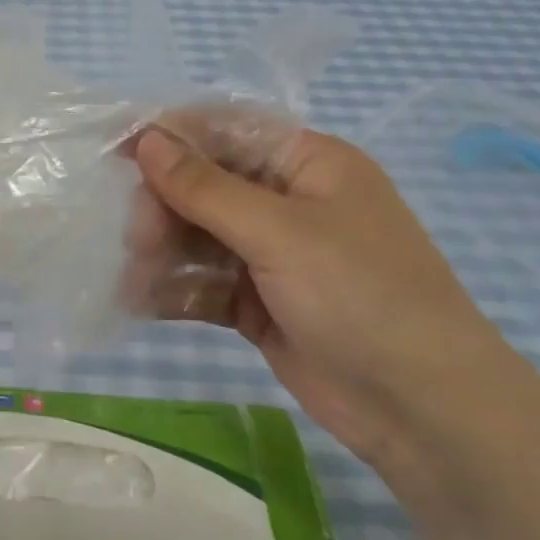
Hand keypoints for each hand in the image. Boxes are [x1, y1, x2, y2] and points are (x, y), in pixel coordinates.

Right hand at [130, 122, 513, 465]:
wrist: (422, 409)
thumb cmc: (360, 295)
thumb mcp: (280, 232)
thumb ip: (205, 186)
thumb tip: (147, 140)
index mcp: (308, 164)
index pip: (227, 130)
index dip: (172, 136)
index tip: (117, 151)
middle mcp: (288, 202)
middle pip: (205, 185)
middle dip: (165, 207)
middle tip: (136, 238)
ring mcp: (273, 256)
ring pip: (199, 237)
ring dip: (163, 251)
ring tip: (135, 275)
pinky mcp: (259, 303)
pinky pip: (204, 284)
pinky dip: (175, 290)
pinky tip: (141, 302)